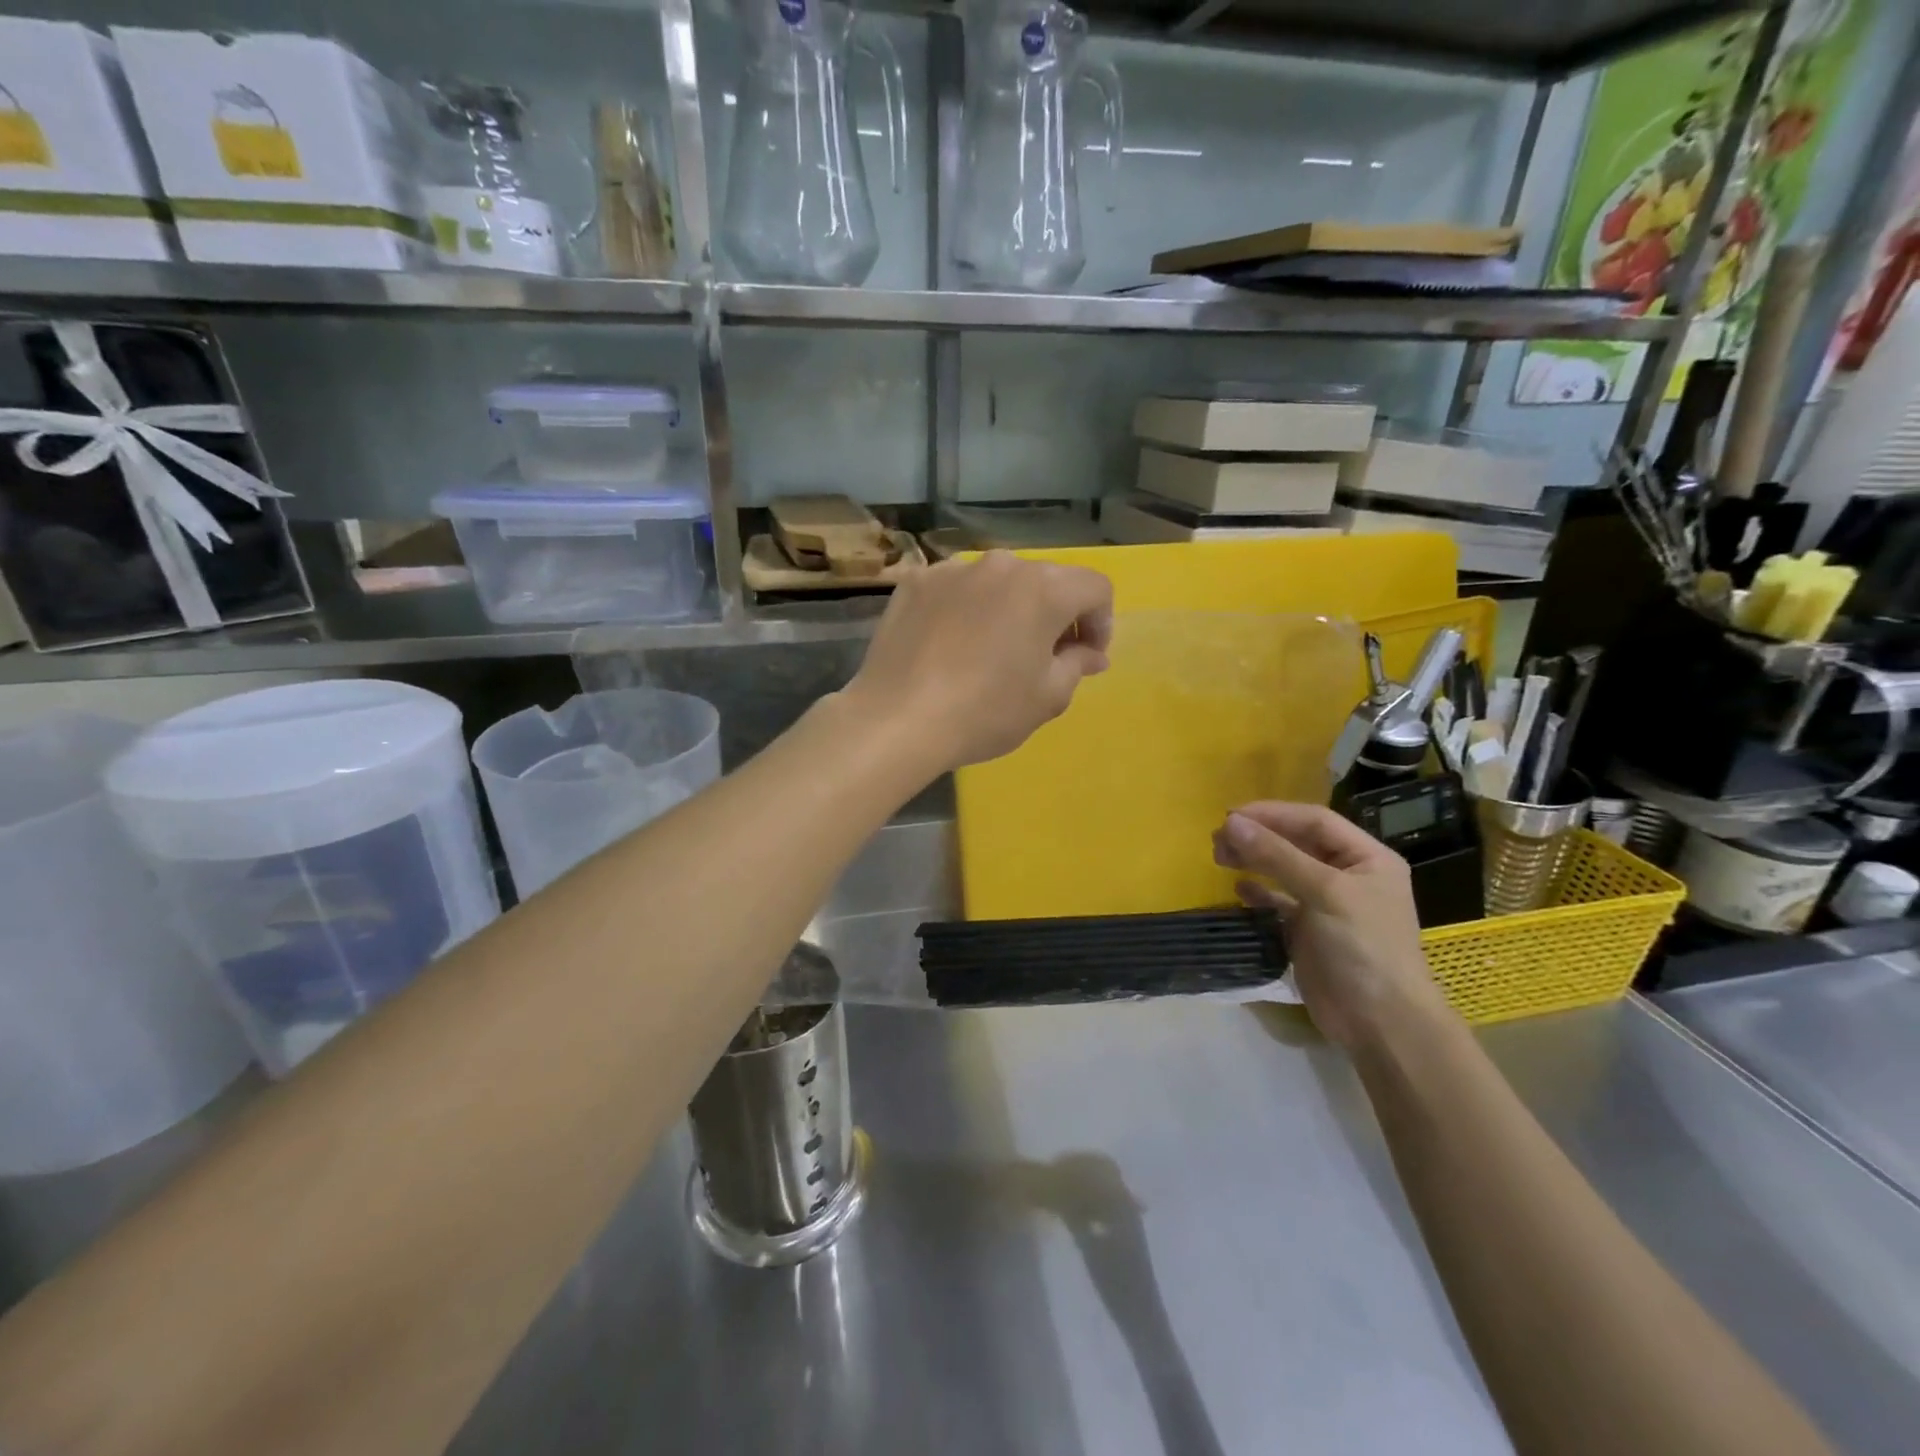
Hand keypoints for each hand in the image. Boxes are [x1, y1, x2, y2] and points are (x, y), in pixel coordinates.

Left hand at [844, 551, 1112, 771]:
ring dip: (1008, 609)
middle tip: (1044, 657)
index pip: (1095, 587)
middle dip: (1056, 615)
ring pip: (997, 583)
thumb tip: (1091, 654)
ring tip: (992, 651)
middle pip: (1045, 580)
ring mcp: (952, 570)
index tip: (1087, 658)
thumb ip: (1077, 665)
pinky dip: (965, 610)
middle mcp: (1000, 565)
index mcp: (1043, 588)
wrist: (897, 719)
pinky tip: (951, 645)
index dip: (1101, 622)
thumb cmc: (985, 711)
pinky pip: (955, 590)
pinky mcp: (915, 583)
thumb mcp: (1047, 697)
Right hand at [1213, 803, 1451, 1050]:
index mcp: (1367, 858)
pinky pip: (1279, 902)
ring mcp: (1329, 905)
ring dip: (1254, 860)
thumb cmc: (1363, 947)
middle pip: (1297, 842)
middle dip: (1259, 836)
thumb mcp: (1325, 893)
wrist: (1381, 1023)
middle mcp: (1349, 876)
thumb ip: (1277, 856)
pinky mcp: (1309, 932)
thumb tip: (1230, 822)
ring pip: (1285, 869)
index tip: (1231, 816)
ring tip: (1220, 857)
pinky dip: (1258, 893)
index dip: (1273, 814)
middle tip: (1218, 838)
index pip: (1315, 821)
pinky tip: (1238, 889)